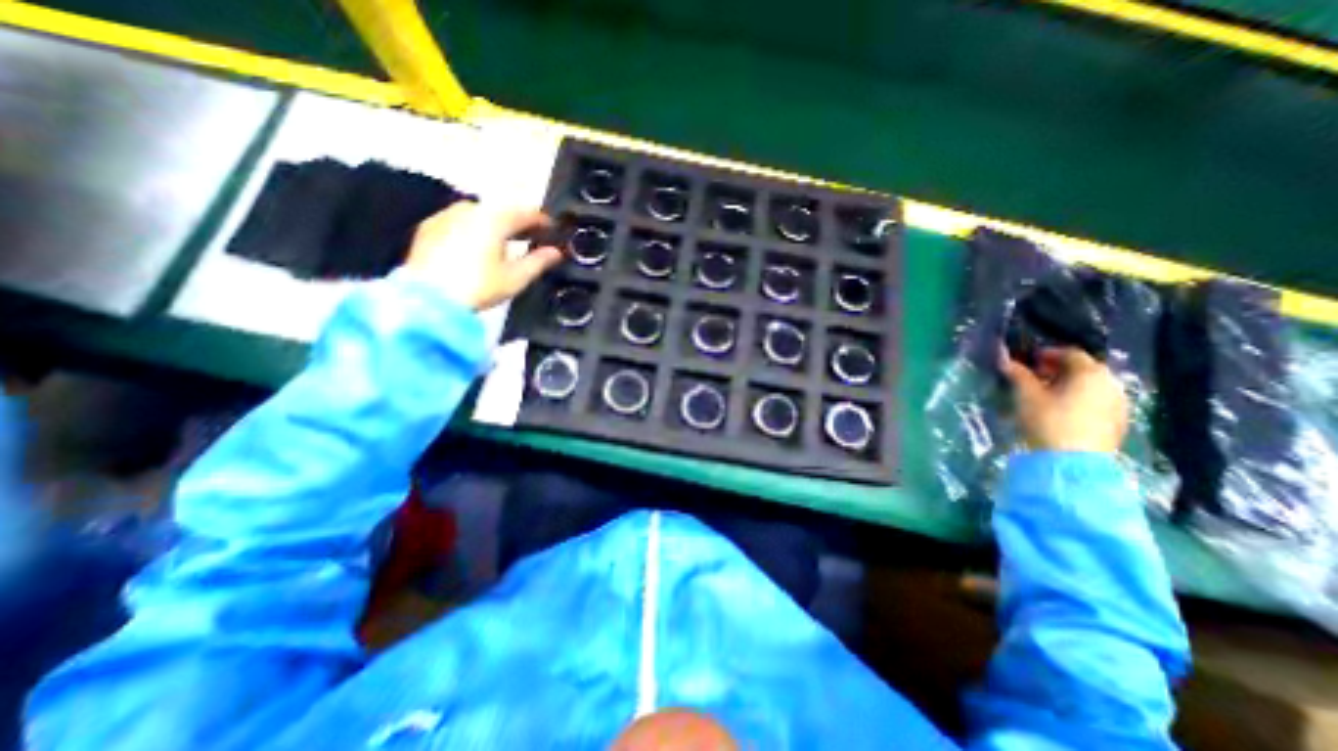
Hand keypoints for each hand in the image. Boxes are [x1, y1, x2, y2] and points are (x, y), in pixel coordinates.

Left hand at [399, 201, 560, 309]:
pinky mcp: (430, 227)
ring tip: (507, 242)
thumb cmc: (477, 287)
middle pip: (502, 211)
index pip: (526, 212)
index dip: (543, 221)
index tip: (553, 229)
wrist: (428, 299)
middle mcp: (470, 209)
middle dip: (519, 222)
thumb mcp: (515, 278)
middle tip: (532, 236)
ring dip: (497, 225)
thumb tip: (555, 253)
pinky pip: (460, 222)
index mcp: (494, 218)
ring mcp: (447, 215)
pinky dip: (475, 229)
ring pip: (480, 214)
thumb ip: (538, 262)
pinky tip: (479, 246)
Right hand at [1005, 346, 1125, 450]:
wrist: (1073, 461)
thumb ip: (1018, 374)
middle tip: (1035, 376)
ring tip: (1045, 394)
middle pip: (1084, 369)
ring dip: (1069, 385)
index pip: (1070, 353)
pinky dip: (1079, 399)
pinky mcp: (1117, 422)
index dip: (1047, 353)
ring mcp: (1118, 404)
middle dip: (1058, 369)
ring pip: (1091, 386)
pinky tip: (1061, 409)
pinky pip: (1097, 401)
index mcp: (1090, 373)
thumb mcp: (1026, 395)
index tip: (1028, 360)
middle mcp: (1111, 383)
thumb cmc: (1048, 420)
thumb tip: (1005, 359)